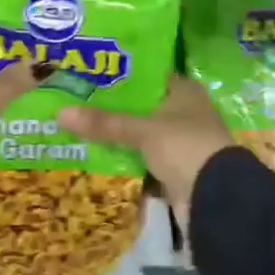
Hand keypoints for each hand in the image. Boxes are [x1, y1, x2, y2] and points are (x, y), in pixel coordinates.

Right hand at [57, 76, 232, 220]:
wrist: (216, 201)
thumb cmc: (185, 147)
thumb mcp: (142, 131)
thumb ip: (104, 122)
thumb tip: (59, 113)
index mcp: (184, 91)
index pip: (148, 75)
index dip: (121, 74)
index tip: (89, 73)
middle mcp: (184, 112)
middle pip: (141, 106)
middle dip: (112, 107)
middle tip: (75, 100)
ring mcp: (179, 143)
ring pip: (140, 134)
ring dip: (117, 135)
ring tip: (78, 126)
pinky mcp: (174, 170)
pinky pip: (142, 159)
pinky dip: (124, 158)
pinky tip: (96, 154)